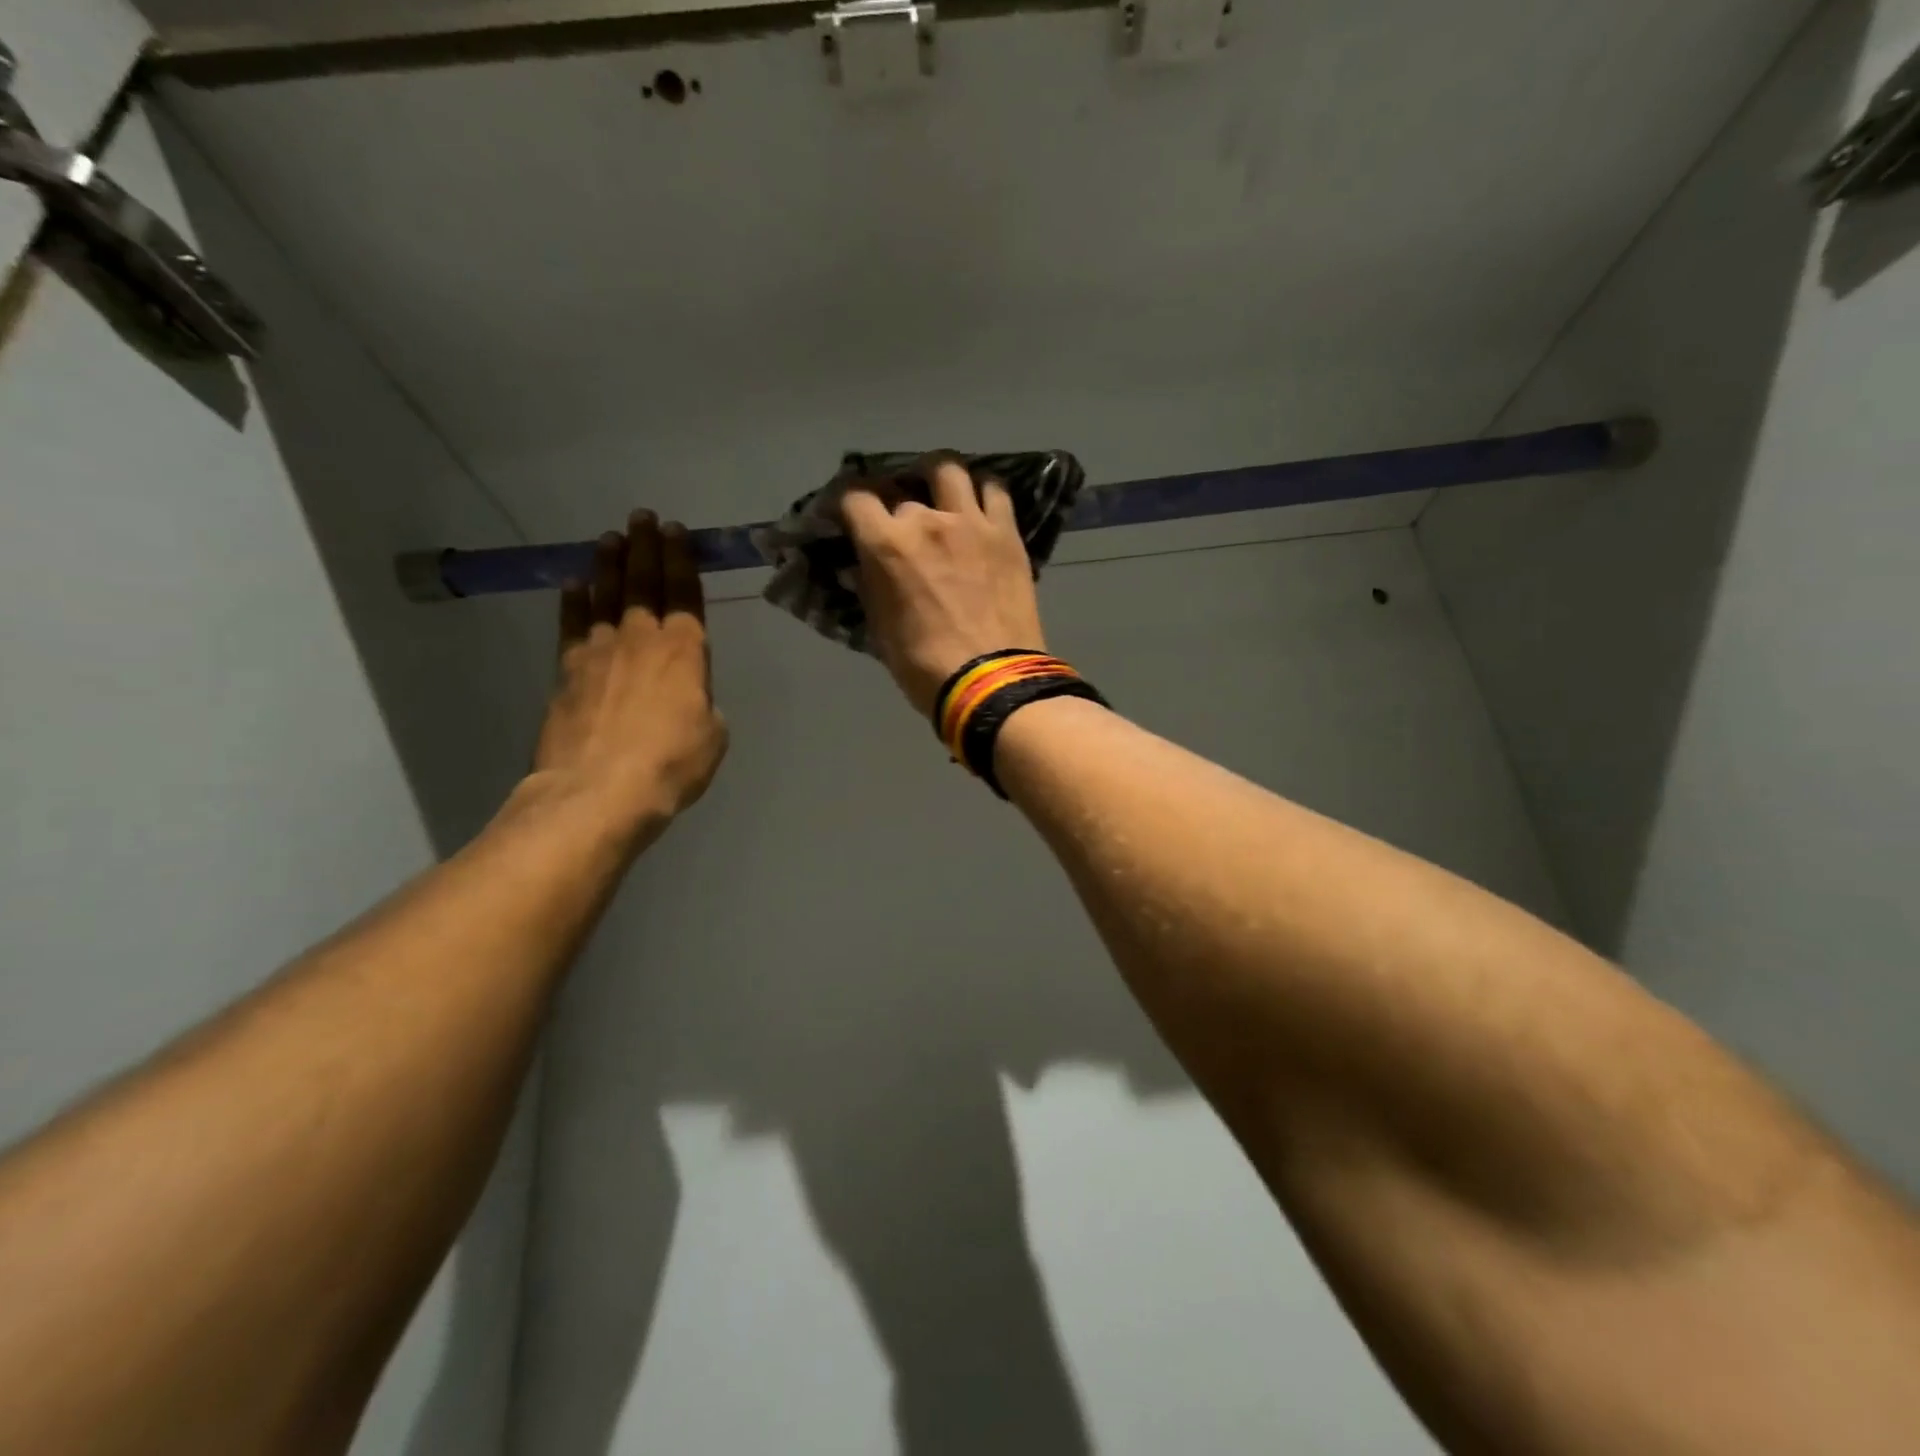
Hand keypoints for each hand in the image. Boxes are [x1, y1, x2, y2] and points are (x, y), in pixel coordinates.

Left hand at [531, 511, 728, 842]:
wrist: (599, 789)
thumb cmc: (671, 763)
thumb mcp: (712, 735)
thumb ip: (702, 704)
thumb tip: (687, 697)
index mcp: (685, 650)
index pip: (684, 592)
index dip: (681, 559)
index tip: (676, 531)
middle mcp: (641, 638)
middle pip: (643, 582)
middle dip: (646, 547)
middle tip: (643, 517)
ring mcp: (599, 651)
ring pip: (605, 595)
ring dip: (609, 564)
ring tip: (611, 539)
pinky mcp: (566, 671)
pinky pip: (572, 625)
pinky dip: (573, 602)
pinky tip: (573, 584)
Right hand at [842, 455, 1047, 716]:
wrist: (990, 680)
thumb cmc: (924, 665)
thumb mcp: (880, 629)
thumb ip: (868, 587)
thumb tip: (859, 566)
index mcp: (886, 544)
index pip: (854, 497)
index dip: (848, 503)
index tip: (849, 515)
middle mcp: (926, 519)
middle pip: (902, 492)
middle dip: (895, 506)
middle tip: (899, 525)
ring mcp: (971, 521)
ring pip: (948, 470)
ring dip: (937, 479)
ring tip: (939, 495)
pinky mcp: (1006, 532)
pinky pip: (994, 491)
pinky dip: (982, 492)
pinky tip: (978, 506)